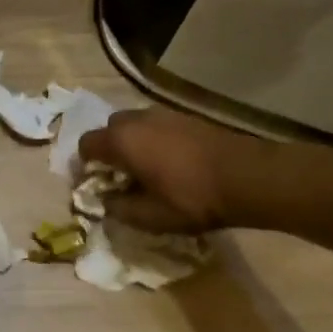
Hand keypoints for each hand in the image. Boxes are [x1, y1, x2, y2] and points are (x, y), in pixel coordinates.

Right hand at [77, 108, 270, 233]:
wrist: (247, 176)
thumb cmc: (192, 198)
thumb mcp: (150, 217)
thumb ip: (119, 209)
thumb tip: (105, 202)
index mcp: (121, 140)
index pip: (85, 145)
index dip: (85, 166)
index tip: (96, 185)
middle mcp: (136, 119)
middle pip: (109, 130)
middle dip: (110, 151)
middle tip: (122, 177)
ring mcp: (162, 114)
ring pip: (134, 125)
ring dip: (133, 144)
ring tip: (148, 170)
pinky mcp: (185, 116)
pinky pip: (156, 126)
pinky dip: (154, 140)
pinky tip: (172, 162)